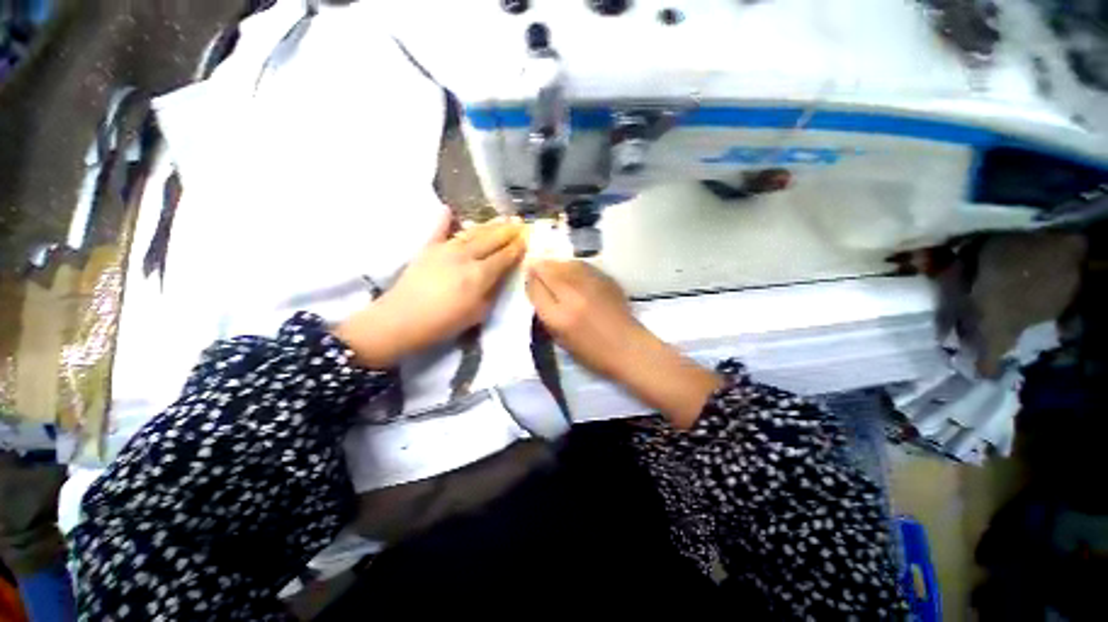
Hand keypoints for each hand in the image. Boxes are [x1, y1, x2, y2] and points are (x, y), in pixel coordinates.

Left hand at [335, 212, 524, 367]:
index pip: (504, 256)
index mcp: (480, 274)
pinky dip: (445, 219)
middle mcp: (465, 256)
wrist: (400, 321)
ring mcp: (445, 249)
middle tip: (520, 223)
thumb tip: (502, 275)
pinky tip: (450, 209)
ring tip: (502, 218)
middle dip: (508, 231)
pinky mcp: (427, 248)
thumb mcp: (477, 314)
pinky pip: (438, 230)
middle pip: (491, 239)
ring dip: (489, 225)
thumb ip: (493, 291)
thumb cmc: (443, 323)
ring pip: (472, 232)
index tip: (528, 238)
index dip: (517, 247)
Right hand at [525, 260, 644, 379]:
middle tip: (537, 268)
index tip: (529, 276)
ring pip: (565, 263)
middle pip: (549, 270)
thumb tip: (537, 287)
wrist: (627, 347)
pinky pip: (582, 265)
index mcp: (559, 318)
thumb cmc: (591, 352)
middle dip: (540, 267)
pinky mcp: (606, 279)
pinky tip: (572, 272)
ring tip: (554, 269)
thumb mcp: (560, 339)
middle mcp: (573, 296)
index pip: (536, 288)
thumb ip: (546, 312)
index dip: (530, 279)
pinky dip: (573, 266)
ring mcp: (591, 285)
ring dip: (556, 264)